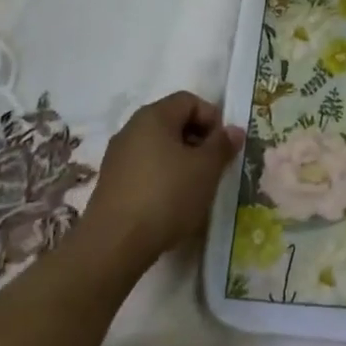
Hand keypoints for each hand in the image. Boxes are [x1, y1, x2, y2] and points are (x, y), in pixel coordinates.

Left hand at [79, 93, 242, 271]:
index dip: (212, 118)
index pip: (189, 100)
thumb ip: (222, 145)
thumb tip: (234, 130)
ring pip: (159, 147)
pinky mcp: (111, 182)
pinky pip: (145, 168)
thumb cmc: (166, 196)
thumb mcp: (206, 169)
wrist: (114, 244)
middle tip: (213, 167)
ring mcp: (117, 156)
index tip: (223, 147)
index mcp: (153, 116)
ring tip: (195, 188)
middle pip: (173, 122)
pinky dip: (162, 177)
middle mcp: (131, 128)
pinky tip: (171, 203)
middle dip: (198, 140)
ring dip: (181, 161)